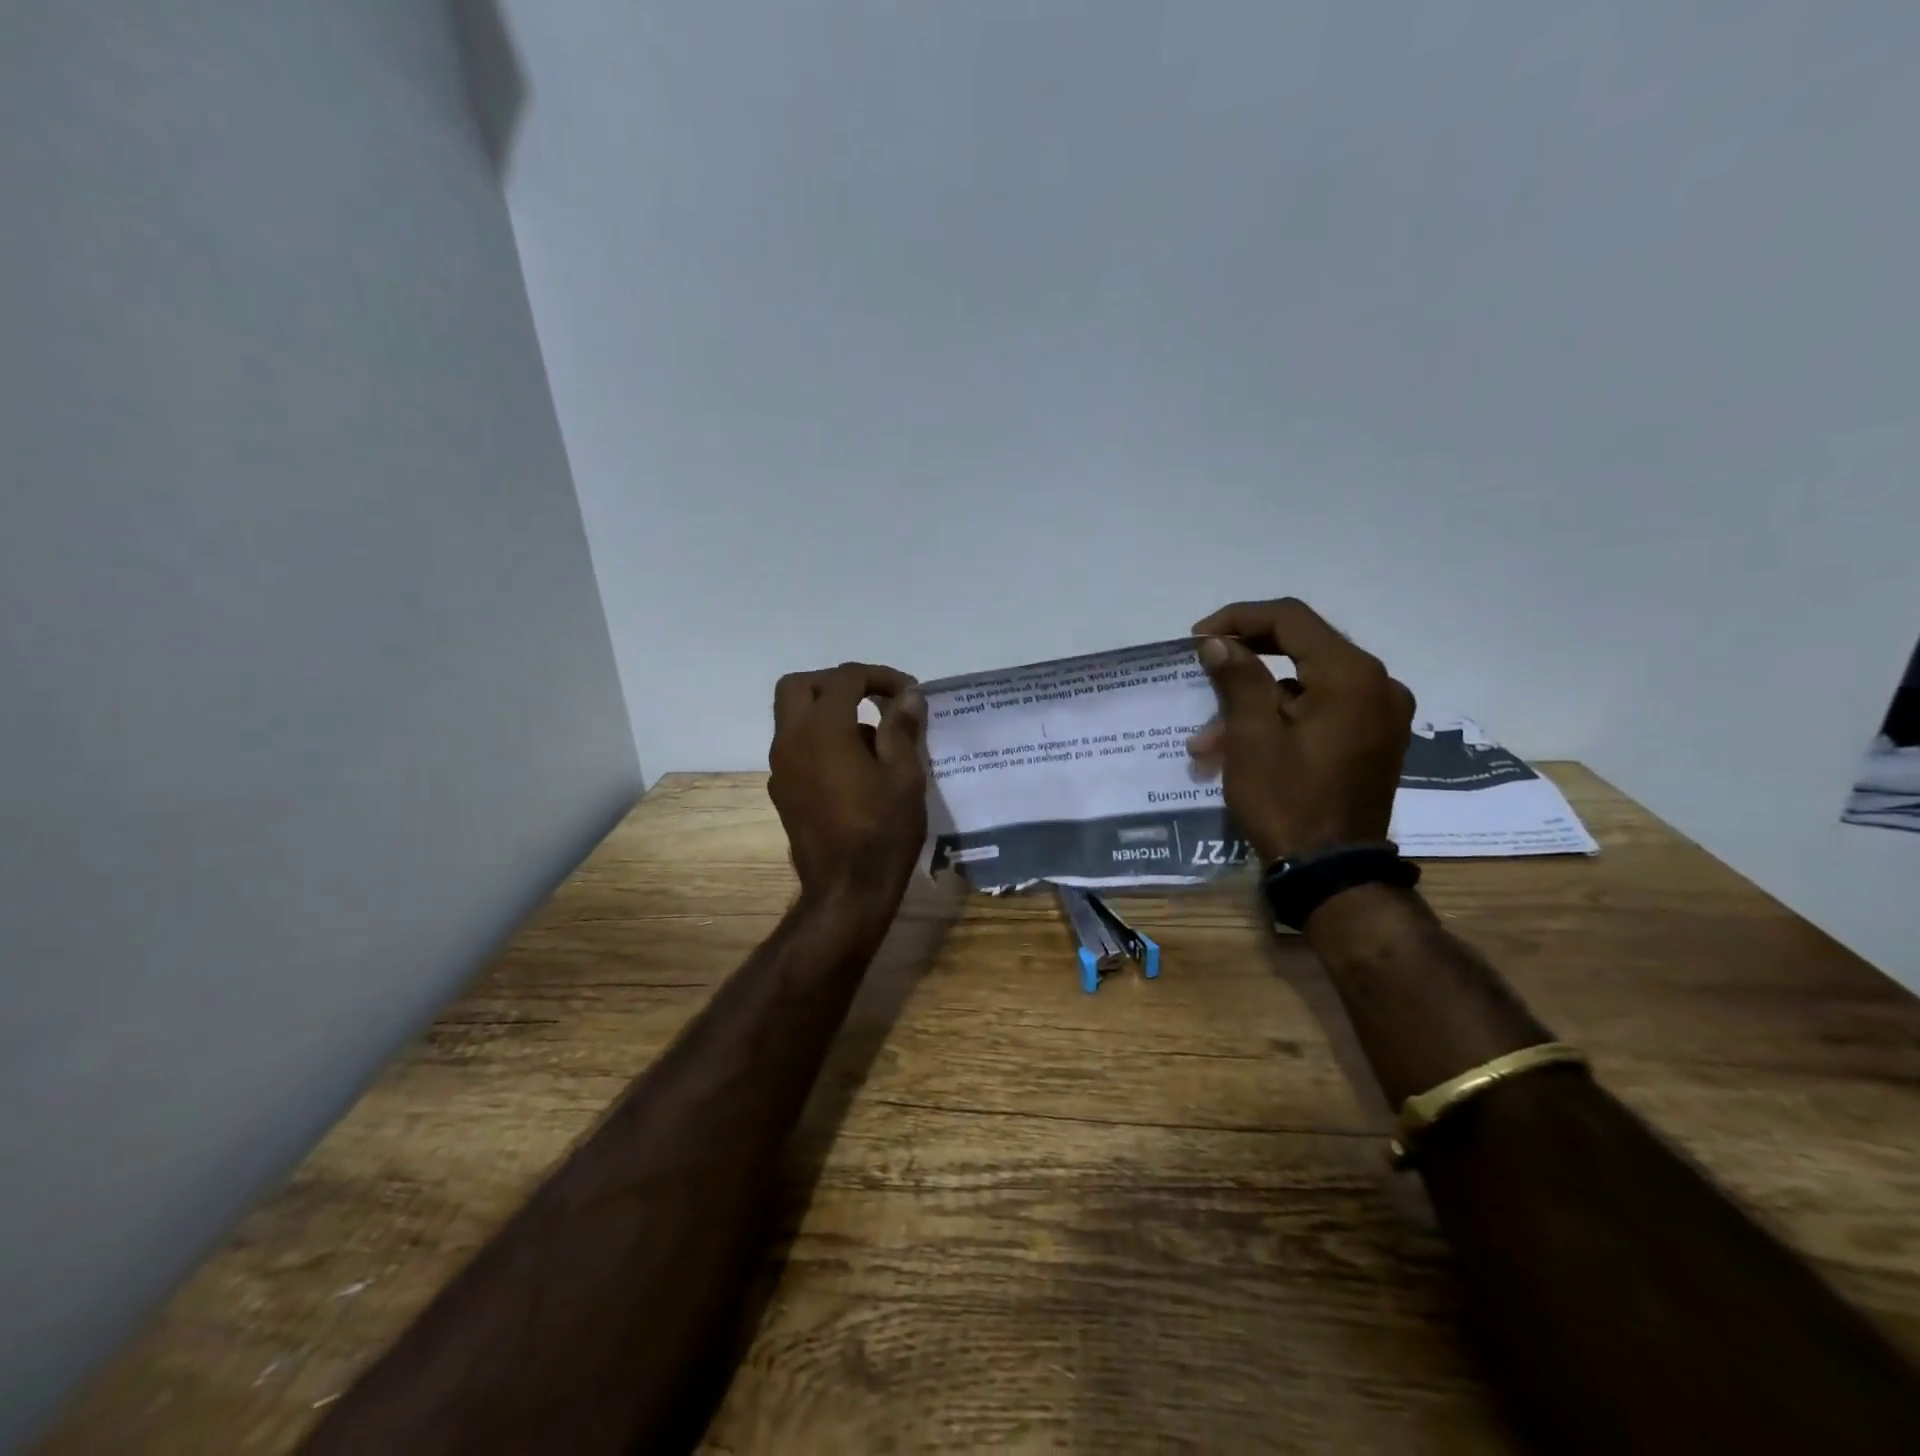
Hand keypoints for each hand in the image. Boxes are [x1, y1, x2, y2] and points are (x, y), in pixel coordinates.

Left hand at [769, 662, 928, 907]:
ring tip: (871, 738)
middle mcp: (791, 740)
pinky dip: (819, 739)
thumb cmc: (882, 832)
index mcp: (823, 730)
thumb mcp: (905, 776)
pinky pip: (795, 746)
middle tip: (872, 699)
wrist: (846, 891)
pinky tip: (853, 768)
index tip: (908, 694)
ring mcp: (781, 766)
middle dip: (838, 683)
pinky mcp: (782, 790)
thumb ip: (902, 728)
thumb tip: (908, 696)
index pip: (845, 678)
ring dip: (827, 711)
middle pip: (800, 685)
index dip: (880, 676)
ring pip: (792, 715)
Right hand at [1187, 598, 1413, 862]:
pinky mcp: (1373, 741)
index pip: (1291, 619)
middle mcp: (1377, 685)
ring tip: (1208, 738)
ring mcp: (1380, 715)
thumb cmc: (1288, 799)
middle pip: (1302, 647)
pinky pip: (1321, 711)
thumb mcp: (1252, 736)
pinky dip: (1280, 719)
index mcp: (1352, 675)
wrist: (1331, 873)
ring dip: (1255, 701)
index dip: (1239, 619)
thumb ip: (1238, 678)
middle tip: (1204, 669)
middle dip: (1246, 660)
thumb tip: (1219, 642)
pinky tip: (1240, 747)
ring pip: (1306, 685)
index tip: (1199, 640)